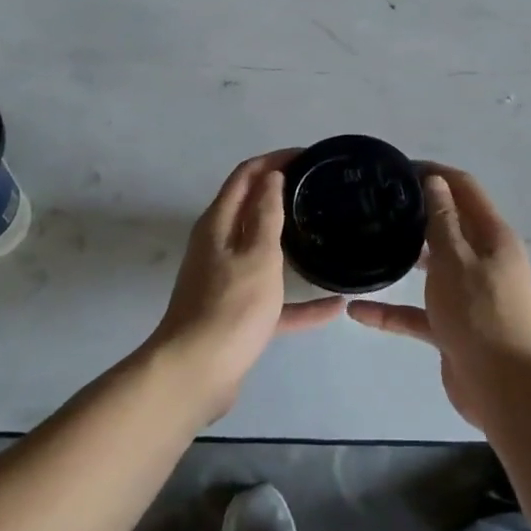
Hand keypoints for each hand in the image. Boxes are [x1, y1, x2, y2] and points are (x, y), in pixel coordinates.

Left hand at [146, 151, 344, 422]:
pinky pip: (274, 299)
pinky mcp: (237, 314)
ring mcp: (227, 281)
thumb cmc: (230, 307)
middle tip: (321, 190)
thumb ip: (266, 215)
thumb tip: (271, 177)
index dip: (274, 160)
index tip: (309, 157)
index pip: (246, 176)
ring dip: (290, 241)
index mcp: (219, 224)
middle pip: (252, 209)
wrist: (196, 374)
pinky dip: (300, 301)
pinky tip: (334, 306)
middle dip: (283, 194)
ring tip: (326, 233)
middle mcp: (218, 246)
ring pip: (263, 252)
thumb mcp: (257, 255)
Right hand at [348, 165, 530, 425]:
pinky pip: (420, 312)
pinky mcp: (455, 327)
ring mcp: (470, 295)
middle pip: (450, 226)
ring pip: (434, 268)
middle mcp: (485, 260)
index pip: (465, 189)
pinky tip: (358, 310)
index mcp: (493, 237)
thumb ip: (442, 220)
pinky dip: (393, 310)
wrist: (503, 387)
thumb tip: (435, 181)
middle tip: (377, 204)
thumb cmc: (479, 313)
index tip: (399, 168)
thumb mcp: (456, 259)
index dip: (436, 173)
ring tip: (368, 244)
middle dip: (417, 212)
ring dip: (406, 258)